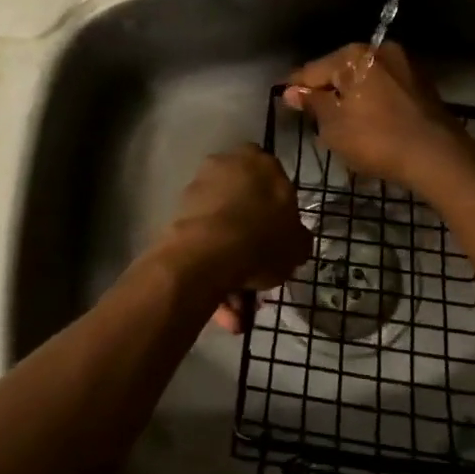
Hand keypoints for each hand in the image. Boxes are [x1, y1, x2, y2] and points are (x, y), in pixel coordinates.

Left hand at [153, 146, 310, 311]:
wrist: (208, 254)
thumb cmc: (262, 239)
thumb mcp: (297, 244)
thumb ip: (297, 237)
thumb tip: (295, 239)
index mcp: (261, 163)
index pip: (274, 180)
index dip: (277, 210)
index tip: (279, 237)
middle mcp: (227, 165)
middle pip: (244, 205)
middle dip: (250, 243)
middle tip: (259, 277)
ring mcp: (198, 188)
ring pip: (221, 230)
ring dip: (230, 268)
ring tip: (238, 310)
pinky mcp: (177, 213)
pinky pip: (202, 244)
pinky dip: (211, 271)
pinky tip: (223, 308)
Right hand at [283, 43, 474, 190]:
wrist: (438, 156)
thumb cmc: (376, 139)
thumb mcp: (334, 125)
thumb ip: (313, 104)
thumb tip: (291, 91)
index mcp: (355, 55)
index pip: (313, 69)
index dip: (296, 87)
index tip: (284, 100)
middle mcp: (381, 51)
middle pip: (341, 71)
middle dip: (326, 91)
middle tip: (312, 116)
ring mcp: (405, 67)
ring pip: (365, 80)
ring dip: (351, 98)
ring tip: (339, 124)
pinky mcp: (422, 86)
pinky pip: (385, 91)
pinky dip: (373, 103)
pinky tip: (367, 123)